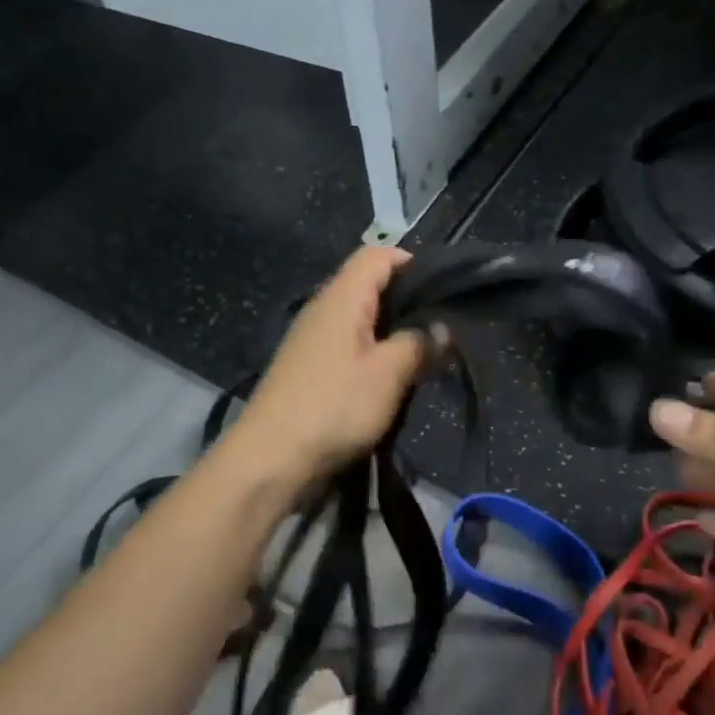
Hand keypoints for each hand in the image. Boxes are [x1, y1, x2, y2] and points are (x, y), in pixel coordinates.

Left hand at [223, 247, 435, 489]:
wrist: (270, 460)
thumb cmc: (333, 406)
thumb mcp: (388, 374)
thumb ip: (418, 344)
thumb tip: (441, 328)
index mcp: (341, 298)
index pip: (377, 255)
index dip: (412, 262)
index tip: (443, 289)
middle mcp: (323, 309)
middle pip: (370, 285)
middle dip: (408, 302)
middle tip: (441, 327)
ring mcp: (312, 339)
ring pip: (361, 319)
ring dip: (392, 333)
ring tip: (423, 355)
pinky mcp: (309, 368)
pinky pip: (349, 346)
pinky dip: (373, 354)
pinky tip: (391, 379)